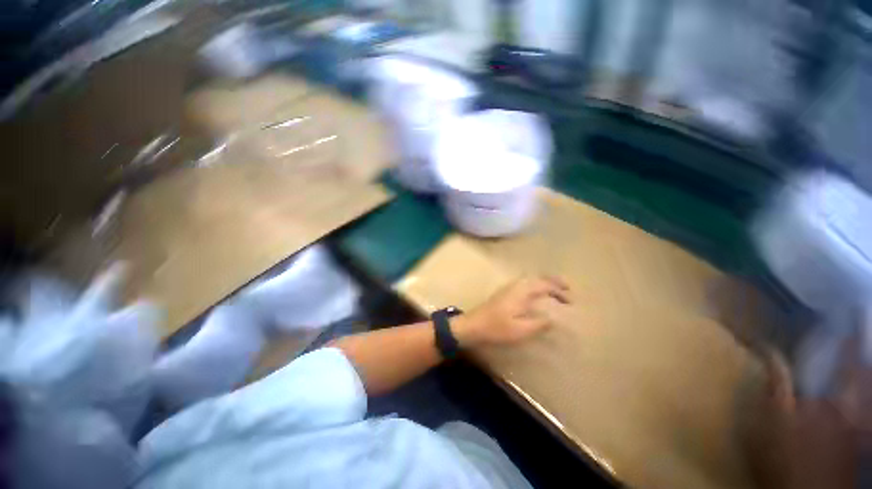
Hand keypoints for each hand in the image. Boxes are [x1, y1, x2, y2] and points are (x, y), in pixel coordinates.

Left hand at [452, 275, 570, 347]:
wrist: (473, 325)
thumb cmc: (497, 328)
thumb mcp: (521, 330)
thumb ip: (539, 324)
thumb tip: (553, 319)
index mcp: (521, 292)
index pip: (544, 285)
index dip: (559, 291)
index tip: (571, 301)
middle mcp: (516, 285)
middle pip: (537, 277)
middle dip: (553, 281)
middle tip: (567, 288)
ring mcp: (509, 287)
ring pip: (530, 279)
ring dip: (544, 282)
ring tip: (555, 290)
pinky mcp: (505, 292)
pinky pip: (525, 283)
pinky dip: (535, 285)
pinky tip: (536, 294)